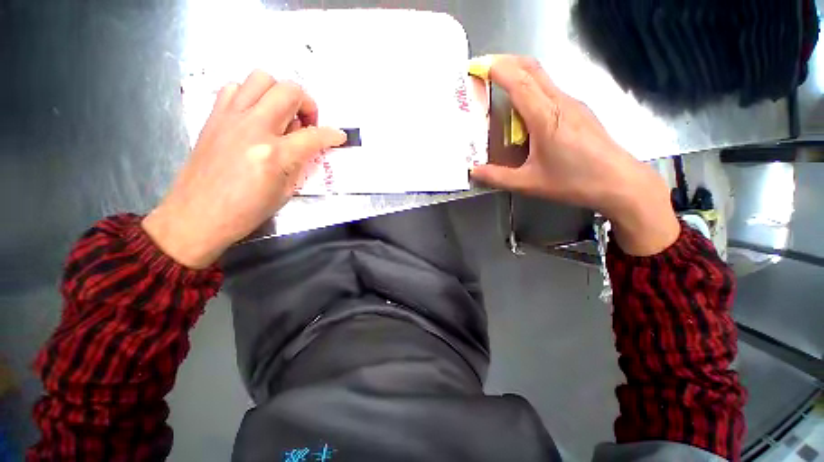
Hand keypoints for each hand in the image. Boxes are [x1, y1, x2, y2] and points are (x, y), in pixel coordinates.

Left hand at [142, 71, 345, 268]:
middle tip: (306, 124)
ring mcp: (230, 118)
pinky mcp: (214, 117)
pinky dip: (251, 96)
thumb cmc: (246, 211)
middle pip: (289, 91)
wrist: (197, 215)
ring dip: (278, 94)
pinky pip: (235, 88)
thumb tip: (308, 146)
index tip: (339, 137)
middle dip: (308, 104)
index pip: (314, 135)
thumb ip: (300, 164)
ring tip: (280, 117)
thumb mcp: (285, 192)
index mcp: (275, 154)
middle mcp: (253, 128)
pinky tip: (255, 117)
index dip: (333, 135)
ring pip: (261, 78)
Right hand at [470, 56, 679, 255]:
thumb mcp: (528, 183)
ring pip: (543, 77)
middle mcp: (560, 102)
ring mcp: (573, 103)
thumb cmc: (573, 182)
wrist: (619, 182)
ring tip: (500, 86)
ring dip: (520, 74)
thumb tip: (473, 171)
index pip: (519, 82)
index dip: (497, 70)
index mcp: (546, 117)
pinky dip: (532, 89)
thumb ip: (497, 177)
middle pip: (532, 68)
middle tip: (486, 68)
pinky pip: (551, 90)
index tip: (478, 66)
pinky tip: (524, 109)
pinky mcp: (579, 110)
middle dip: (507, 62)